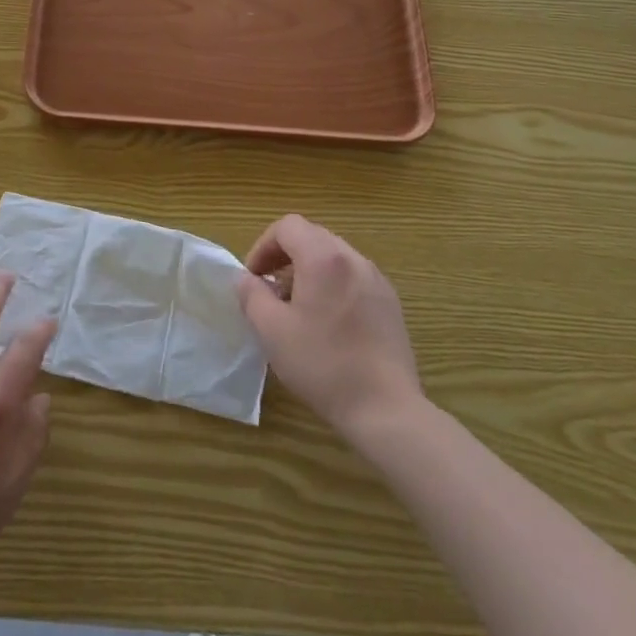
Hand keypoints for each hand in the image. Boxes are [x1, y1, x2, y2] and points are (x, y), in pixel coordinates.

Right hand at [236, 215, 423, 444]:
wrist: (385, 409)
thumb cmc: (322, 364)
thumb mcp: (272, 331)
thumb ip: (252, 295)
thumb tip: (245, 279)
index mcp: (324, 258)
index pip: (288, 226)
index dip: (264, 246)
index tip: (254, 277)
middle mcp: (353, 259)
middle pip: (312, 237)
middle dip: (285, 256)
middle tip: (270, 290)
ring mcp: (377, 280)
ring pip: (334, 257)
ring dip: (308, 270)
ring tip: (297, 308)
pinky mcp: (390, 303)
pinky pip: (353, 277)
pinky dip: (332, 285)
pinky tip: (328, 323)